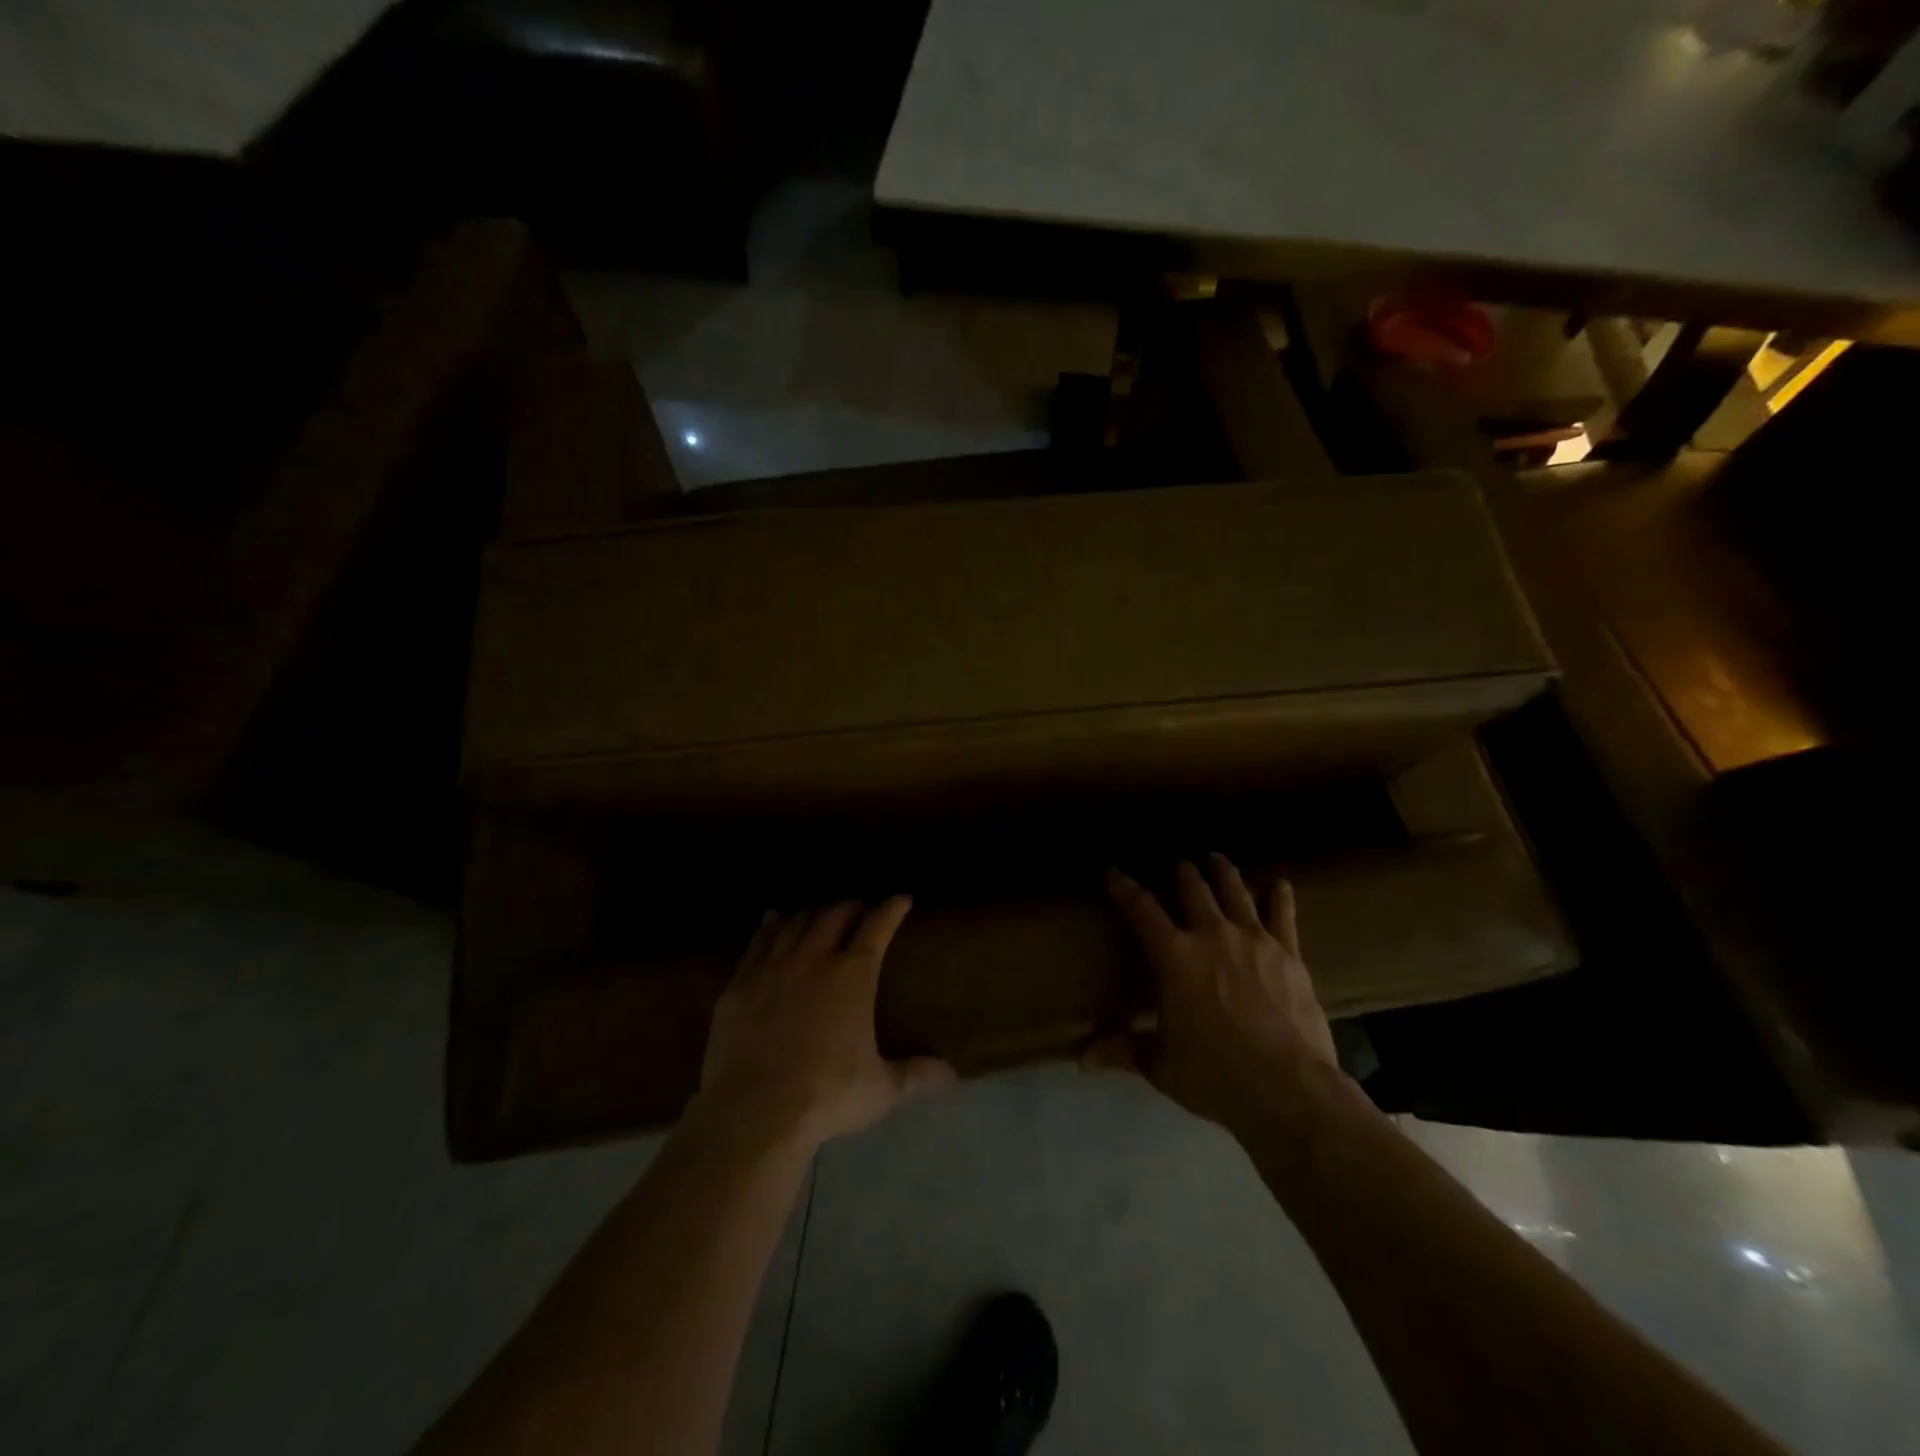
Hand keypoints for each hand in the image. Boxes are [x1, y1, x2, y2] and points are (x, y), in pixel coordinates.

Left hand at [695, 898, 955, 1152]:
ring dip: (812, 912)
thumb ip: (916, 1075)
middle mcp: (813, 959)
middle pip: (834, 915)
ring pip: (795, 923)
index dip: (891, 908)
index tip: (901, 899)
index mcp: (852, 975)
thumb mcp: (880, 1089)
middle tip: (860, 909)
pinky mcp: (740, 984)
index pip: (877, 926)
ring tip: (820, 911)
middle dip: (851, 906)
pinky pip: (757, 942)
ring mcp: (772, 968)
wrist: (753, 1112)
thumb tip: (953, 1076)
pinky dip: (770, 926)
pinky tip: (772, 919)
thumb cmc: (826, 1096)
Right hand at [1094, 854, 1340, 1134]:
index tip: (1113, 872)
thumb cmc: (1214, 1074)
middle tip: (1179, 863)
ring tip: (1217, 858)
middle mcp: (1211, 935)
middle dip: (1182, 873)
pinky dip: (1279, 896)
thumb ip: (1123, 1051)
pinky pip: (1283, 914)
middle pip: (1193, 891)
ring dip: (1223, 873)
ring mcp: (1253, 940)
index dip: (1124, 888)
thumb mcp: (1160, 1065)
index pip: (1141, 909)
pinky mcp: (1288, 953)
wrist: (1288, 1087)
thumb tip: (1080, 1059)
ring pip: (1235, 892)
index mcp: (1174, 957)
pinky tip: (1279, 883)